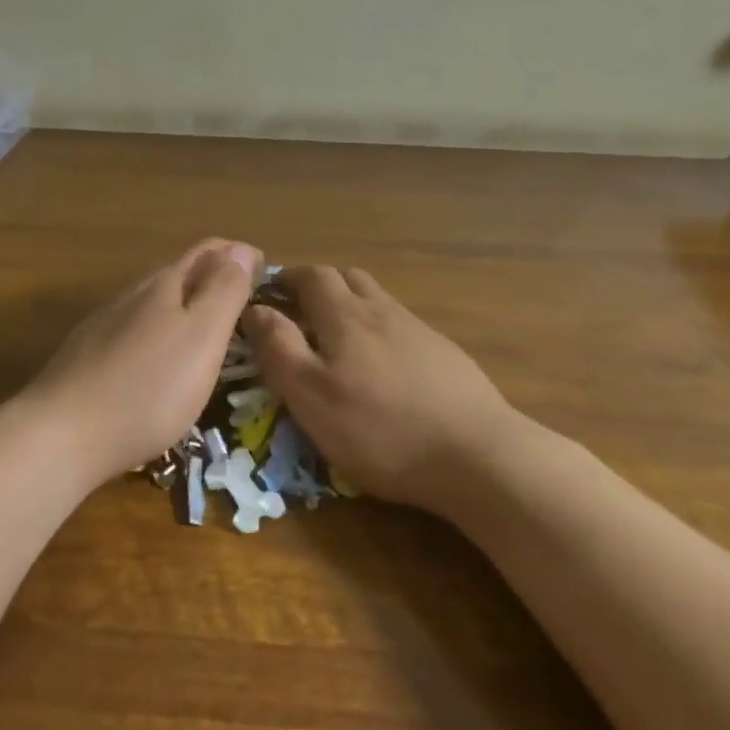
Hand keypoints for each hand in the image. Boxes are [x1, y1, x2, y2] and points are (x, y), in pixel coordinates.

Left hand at [22, 239, 261, 482]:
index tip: (265, 272)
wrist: (61, 436)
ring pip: (155, 300)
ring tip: (208, 327)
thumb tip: (242, 248)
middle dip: (214, 276)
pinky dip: (161, 330)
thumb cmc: (148, 388)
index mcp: (166, 285)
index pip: (209, 251)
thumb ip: (224, 291)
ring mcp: (106, 324)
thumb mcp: (202, 338)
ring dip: (186, 303)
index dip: (239, 255)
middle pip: (180, 271)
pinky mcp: (88, 355)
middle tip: (243, 300)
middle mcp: (134, 295)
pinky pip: (136, 328)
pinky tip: (160, 357)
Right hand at [242, 266, 522, 512]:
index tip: (270, 293)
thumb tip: (254, 308)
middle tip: (300, 312)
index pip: (312, 276)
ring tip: (337, 338)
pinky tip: (383, 366)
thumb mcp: (311, 395)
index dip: (288, 278)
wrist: (475, 453)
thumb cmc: (379, 429)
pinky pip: (401, 325)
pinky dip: (380, 330)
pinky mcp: (444, 353)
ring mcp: (418, 330)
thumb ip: (279, 348)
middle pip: (348, 278)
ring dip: (352, 305)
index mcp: (345, 315)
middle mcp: (382, 310)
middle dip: (319, 286)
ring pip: (377, 300)